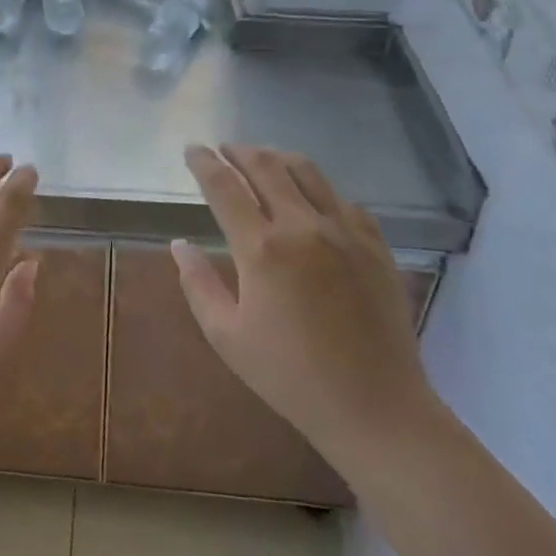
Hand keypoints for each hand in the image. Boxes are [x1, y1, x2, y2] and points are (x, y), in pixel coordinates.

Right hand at [174, 144, 441, 481]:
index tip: (192, 149)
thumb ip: (198, 284)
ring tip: (264, 158)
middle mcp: (302, 226)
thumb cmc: (290, 376)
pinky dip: (320, 189)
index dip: (204, 162)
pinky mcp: (375, 246)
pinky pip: (344, 200)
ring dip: (279, 158)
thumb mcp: (226, 336)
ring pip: (309, 173)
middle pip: (267, 167)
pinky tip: (313, 199)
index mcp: (261, 248)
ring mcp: (345, 232)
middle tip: (224, 148)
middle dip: (240, 151)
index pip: (224, 186)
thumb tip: (180, 244)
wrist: (375, 407)